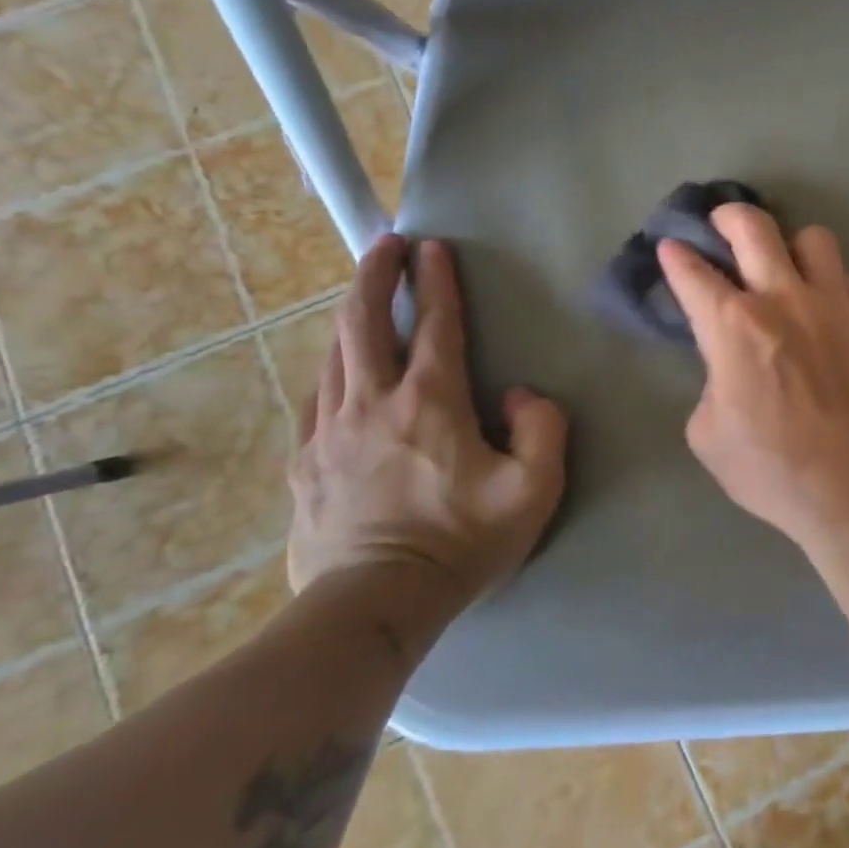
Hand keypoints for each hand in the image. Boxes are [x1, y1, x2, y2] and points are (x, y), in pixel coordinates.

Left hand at [287, 235, 567, 608]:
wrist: (376, 602)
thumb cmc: (464, 540)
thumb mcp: (534, 488)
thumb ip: (542, 428)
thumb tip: (520, 395)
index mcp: (431, 403)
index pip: (437, 327)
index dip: (438, 283)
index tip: (434, 247)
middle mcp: (374, 403)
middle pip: (364, 323)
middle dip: (375, 276)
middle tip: (384, 245)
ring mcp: (330, 432)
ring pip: (334, 355)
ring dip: (350, 315)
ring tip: (362, 295)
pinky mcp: (306, 462)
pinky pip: (317, 398)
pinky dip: (331, 368)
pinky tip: (338, 368)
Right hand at [658, 205, 848, 545]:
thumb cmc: (772, 468)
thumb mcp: (708, 434)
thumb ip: (712, 385)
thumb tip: (728, 370)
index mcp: (733, 326)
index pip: (693, 274)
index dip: (676, 256)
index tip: (672, 248)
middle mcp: (783, 299)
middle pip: (754, 228)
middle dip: (729, 216)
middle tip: (722, 225)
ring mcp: (834, 305)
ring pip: (815, 239)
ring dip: (793, 245)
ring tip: (787, 264)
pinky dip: (835, 284)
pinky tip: (829, 305)